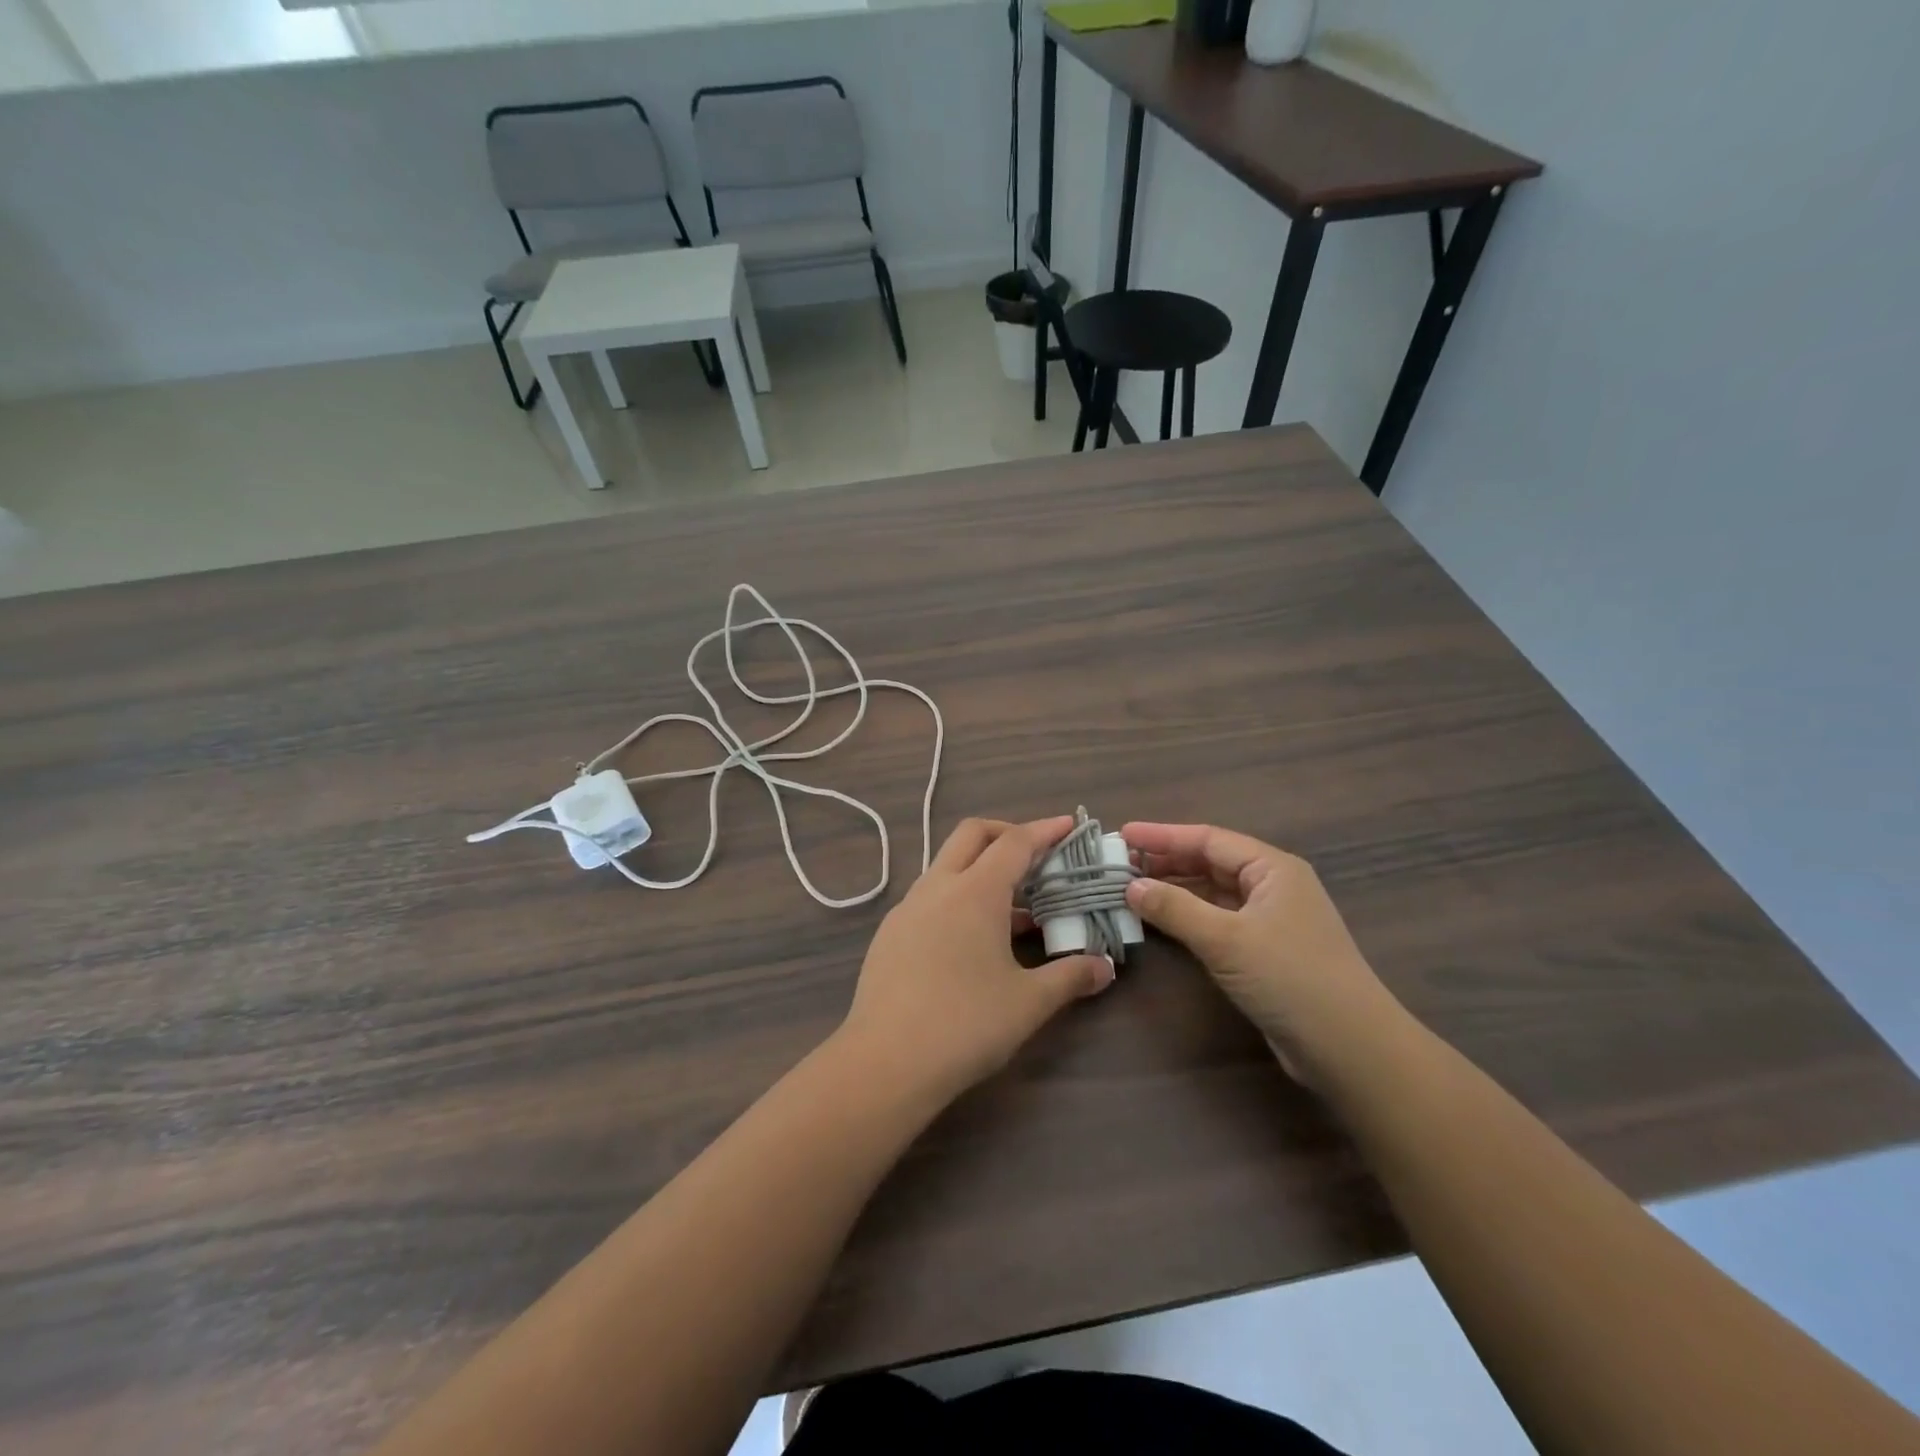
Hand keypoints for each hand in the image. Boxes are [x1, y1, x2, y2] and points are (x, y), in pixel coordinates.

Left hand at [838, 816, 1115, 1106]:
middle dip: (1007, 834)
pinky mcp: (890, 933)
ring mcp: (908, 908)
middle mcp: (937, 887)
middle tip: (1038, 856)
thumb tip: (1104, 967)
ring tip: (1016, 906)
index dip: (1045, 830)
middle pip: (973, 835)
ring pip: (948, 865)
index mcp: (974, 892)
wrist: (884, 1062)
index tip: (1070, 825)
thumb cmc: (965, 1025)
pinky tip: (974, 938)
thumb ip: (1070, 977)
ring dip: (982, 869)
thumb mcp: (1028, 1002)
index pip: (1015, 842)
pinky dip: (959, 897)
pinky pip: (931, 896)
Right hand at [1122, 823, 1400, 1084]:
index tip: (1123, 834)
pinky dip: (1187, 916)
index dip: (1162, 836)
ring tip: (1130, 888)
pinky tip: (1160, 920)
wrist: (1349, 1048)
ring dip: (1174, 889)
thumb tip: (1130, 887)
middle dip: (1165, 861)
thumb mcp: (1226, 939)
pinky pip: (1217, 920)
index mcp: (1271, 868)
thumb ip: (1175, 908)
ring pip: (1212, 892)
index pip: (1208, 839)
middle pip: (1210, 862)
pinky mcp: (1264, 951)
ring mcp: (1270, 919)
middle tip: (1119, 863)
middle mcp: (1272, 886)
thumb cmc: (1289, 977)